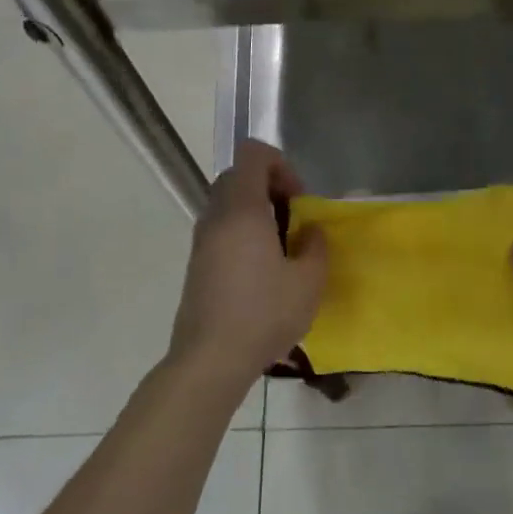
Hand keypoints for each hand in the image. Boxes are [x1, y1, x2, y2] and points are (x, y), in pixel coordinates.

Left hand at [168, 140, 327, 384]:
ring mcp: (201, 241)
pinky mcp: (197, 264)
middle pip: (238, 176)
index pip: (252, 155)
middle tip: (293, 219)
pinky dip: (242, 232)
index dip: (280, 164)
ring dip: (256, 212)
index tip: (299, 198)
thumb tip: (308, 232)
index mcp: (243, 210)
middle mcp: (216, 217)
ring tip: (281, 247)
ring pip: (227, 204)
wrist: (210, 359)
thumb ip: (315, 246)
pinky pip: (221, 229)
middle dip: (269, 187)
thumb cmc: (264, 314)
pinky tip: (262, 270)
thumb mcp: (308, 282)